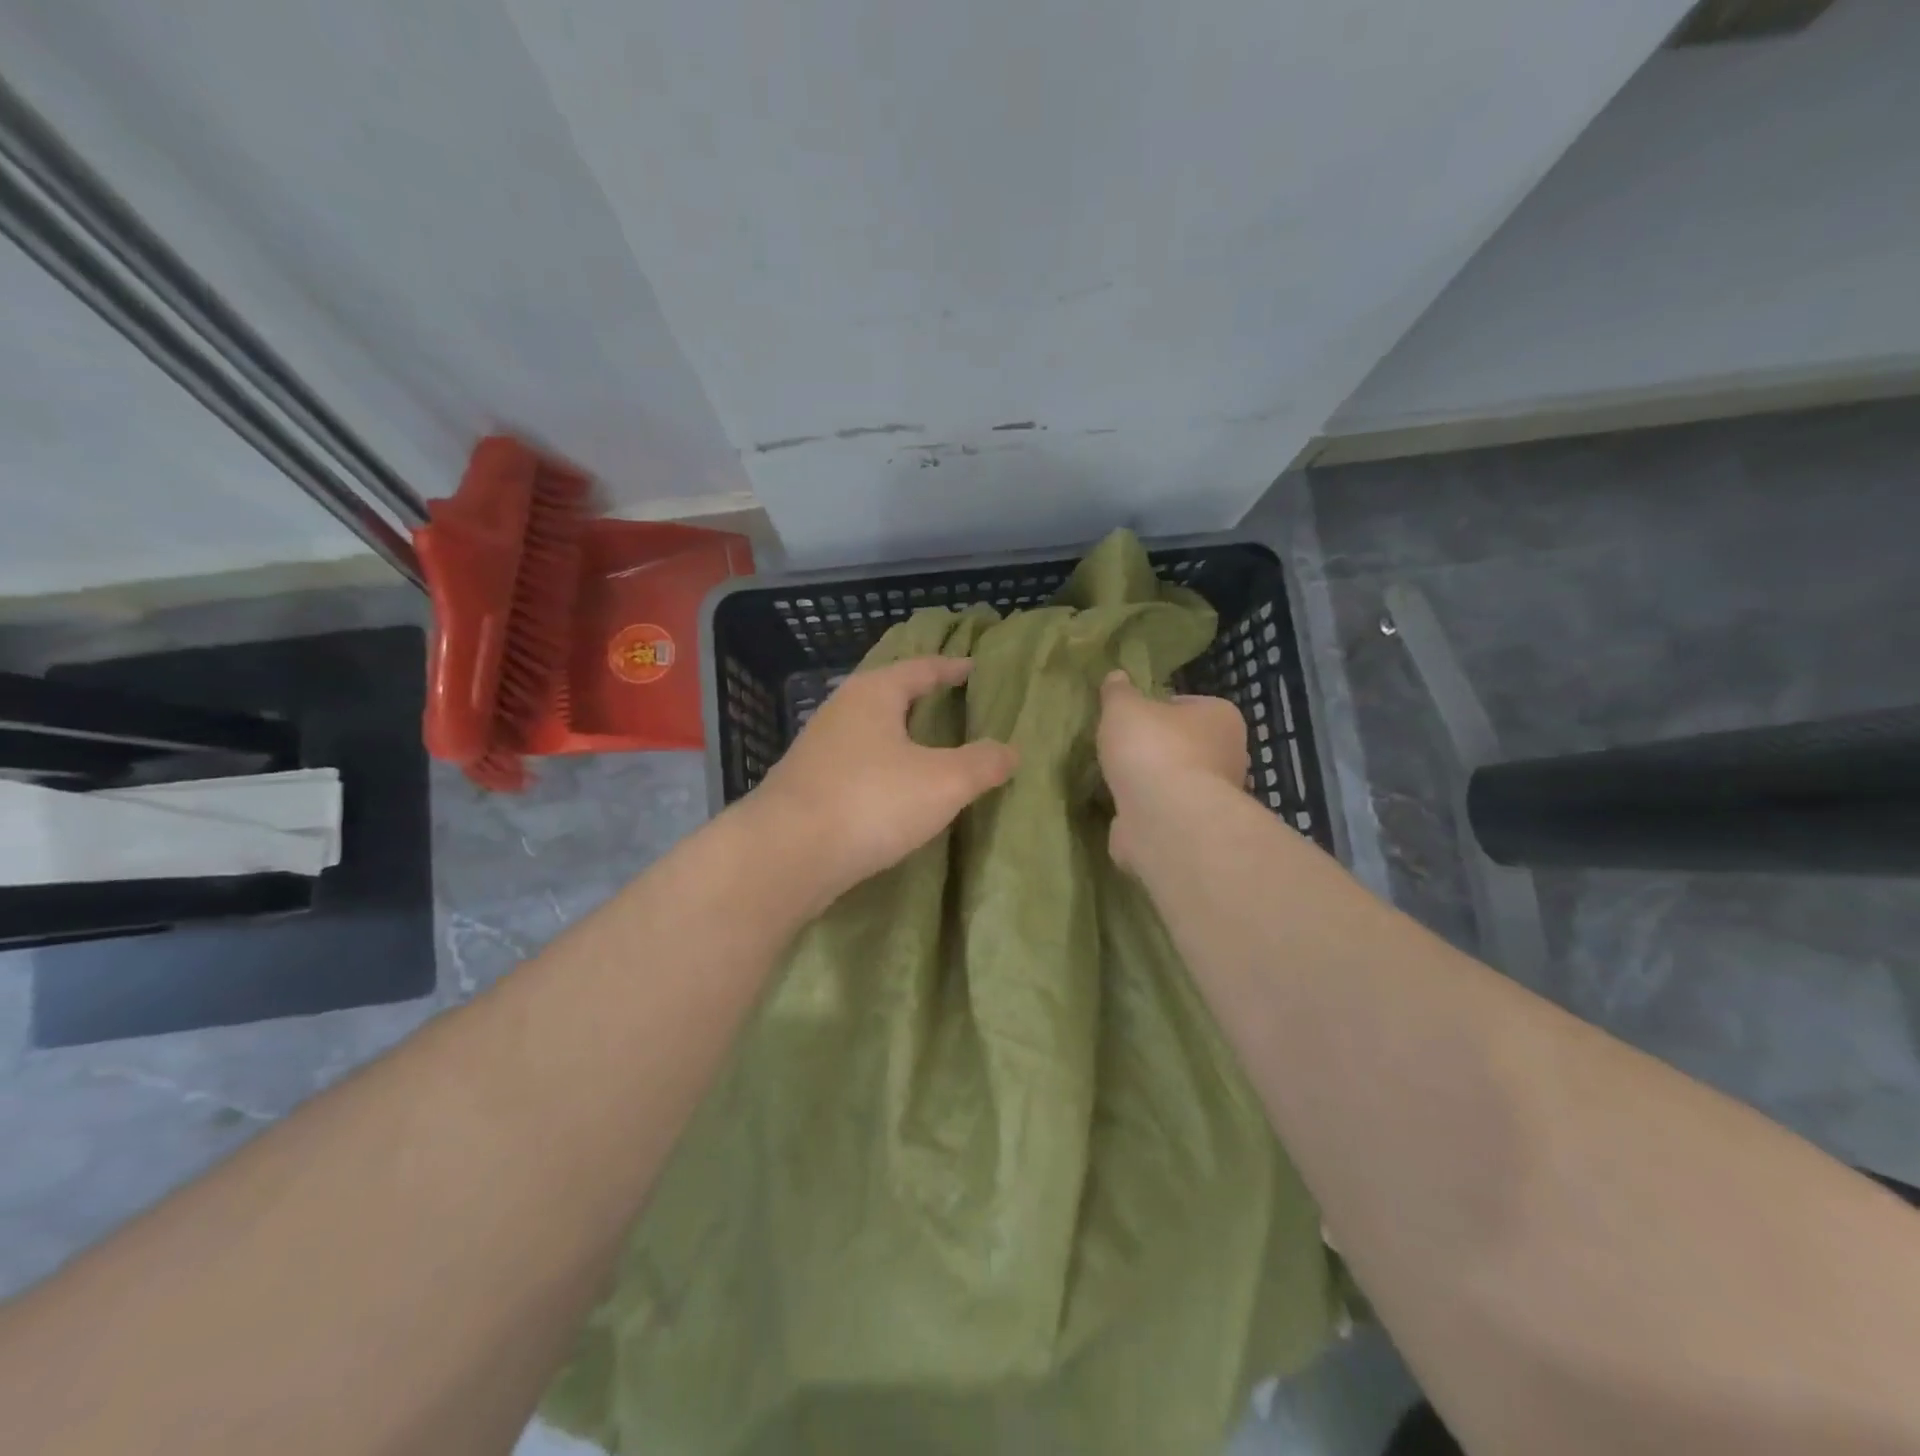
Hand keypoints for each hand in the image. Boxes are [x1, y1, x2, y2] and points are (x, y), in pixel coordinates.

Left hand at [746, 657, 1017, 910]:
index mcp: (873, 694)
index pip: (919, 668)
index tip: (972, 668)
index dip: (949, 668)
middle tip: (954, 706)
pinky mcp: (806, 787)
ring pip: (869, 734)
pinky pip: (855, 766)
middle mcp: (840, 712)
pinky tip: (893, 792)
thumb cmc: (871, 801)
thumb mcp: (943, 782)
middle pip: (888, 696)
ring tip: (928, 751)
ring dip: (898, 739)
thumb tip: (1011, 751)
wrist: (786, 855)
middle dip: (920, 701)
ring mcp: (817, 750)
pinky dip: (880, 770)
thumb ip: (981, 764)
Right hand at [1097, 670, 1247, 870]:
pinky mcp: (1198, 829)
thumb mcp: (1123, 707)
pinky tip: (1124, 811)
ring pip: (1177, 782)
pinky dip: (1149, 813)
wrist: (1166, 818)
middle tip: (1122, 751)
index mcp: (1222, 717)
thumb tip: (1116, 677)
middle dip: (1157, 749)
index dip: (1157, 710)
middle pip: (1186, 745)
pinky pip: (1168, 813)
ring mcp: (1216, 797)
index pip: (1188, 704)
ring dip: (1152, 784)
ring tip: (1117, 782)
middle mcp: (1229, 755)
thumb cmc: (1152, 749)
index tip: (1131, 720)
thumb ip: (1118, 692)